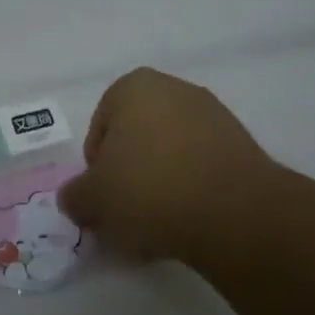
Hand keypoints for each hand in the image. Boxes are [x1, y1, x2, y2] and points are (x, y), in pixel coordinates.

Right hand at [58, 67, 280, 261]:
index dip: (96, 168)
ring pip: (170, 156)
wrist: (234, 212)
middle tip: (126, 215)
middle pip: (137, 140)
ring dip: (159, 187)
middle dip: (129, 177)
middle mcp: (174, 89)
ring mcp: (213, 116)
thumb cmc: (149, 188)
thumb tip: (73, 199)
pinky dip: (190, 192)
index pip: (100, 128)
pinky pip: (201, 169)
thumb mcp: (94, 198)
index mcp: (133, 86)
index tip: (103, 199)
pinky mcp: (241, 146)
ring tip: (157, 228)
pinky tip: (187, 225)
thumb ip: (75, 196)